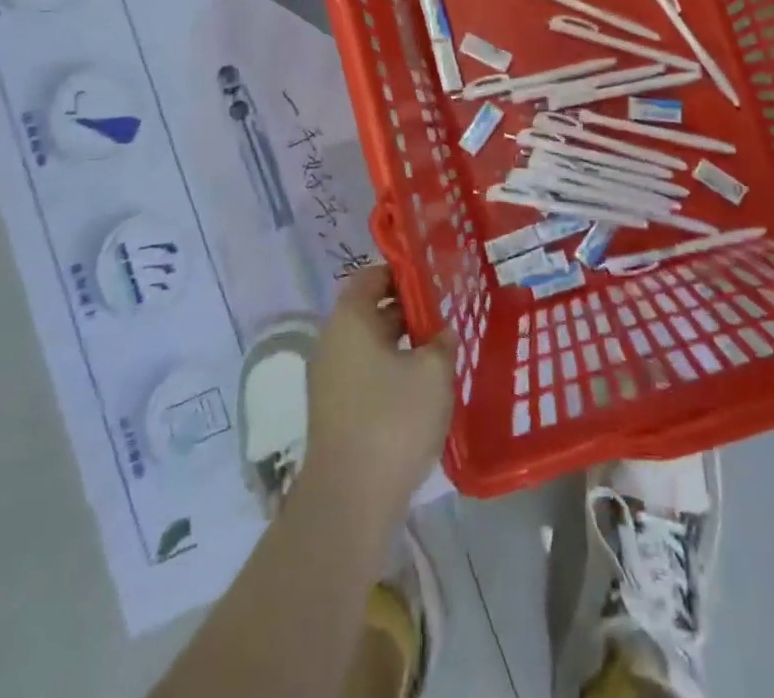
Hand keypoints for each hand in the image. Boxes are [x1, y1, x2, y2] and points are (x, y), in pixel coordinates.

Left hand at [302, 265, 456, 522]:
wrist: (350, 500)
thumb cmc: (393, 419)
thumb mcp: (434, 372)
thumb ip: (442, 342)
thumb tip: (441, 334)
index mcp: (350, 318)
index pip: (372, 276)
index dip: (403, 273)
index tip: (434, 278)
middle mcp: (332, 341)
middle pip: (370, 310)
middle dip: (407, 310)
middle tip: (445, 313)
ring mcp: (328, 379)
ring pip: (369, 345)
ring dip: (401, 344)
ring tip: (439, 350)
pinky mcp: (334, 411)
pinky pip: (364, 374)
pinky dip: (390, 372)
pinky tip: (421, 388)